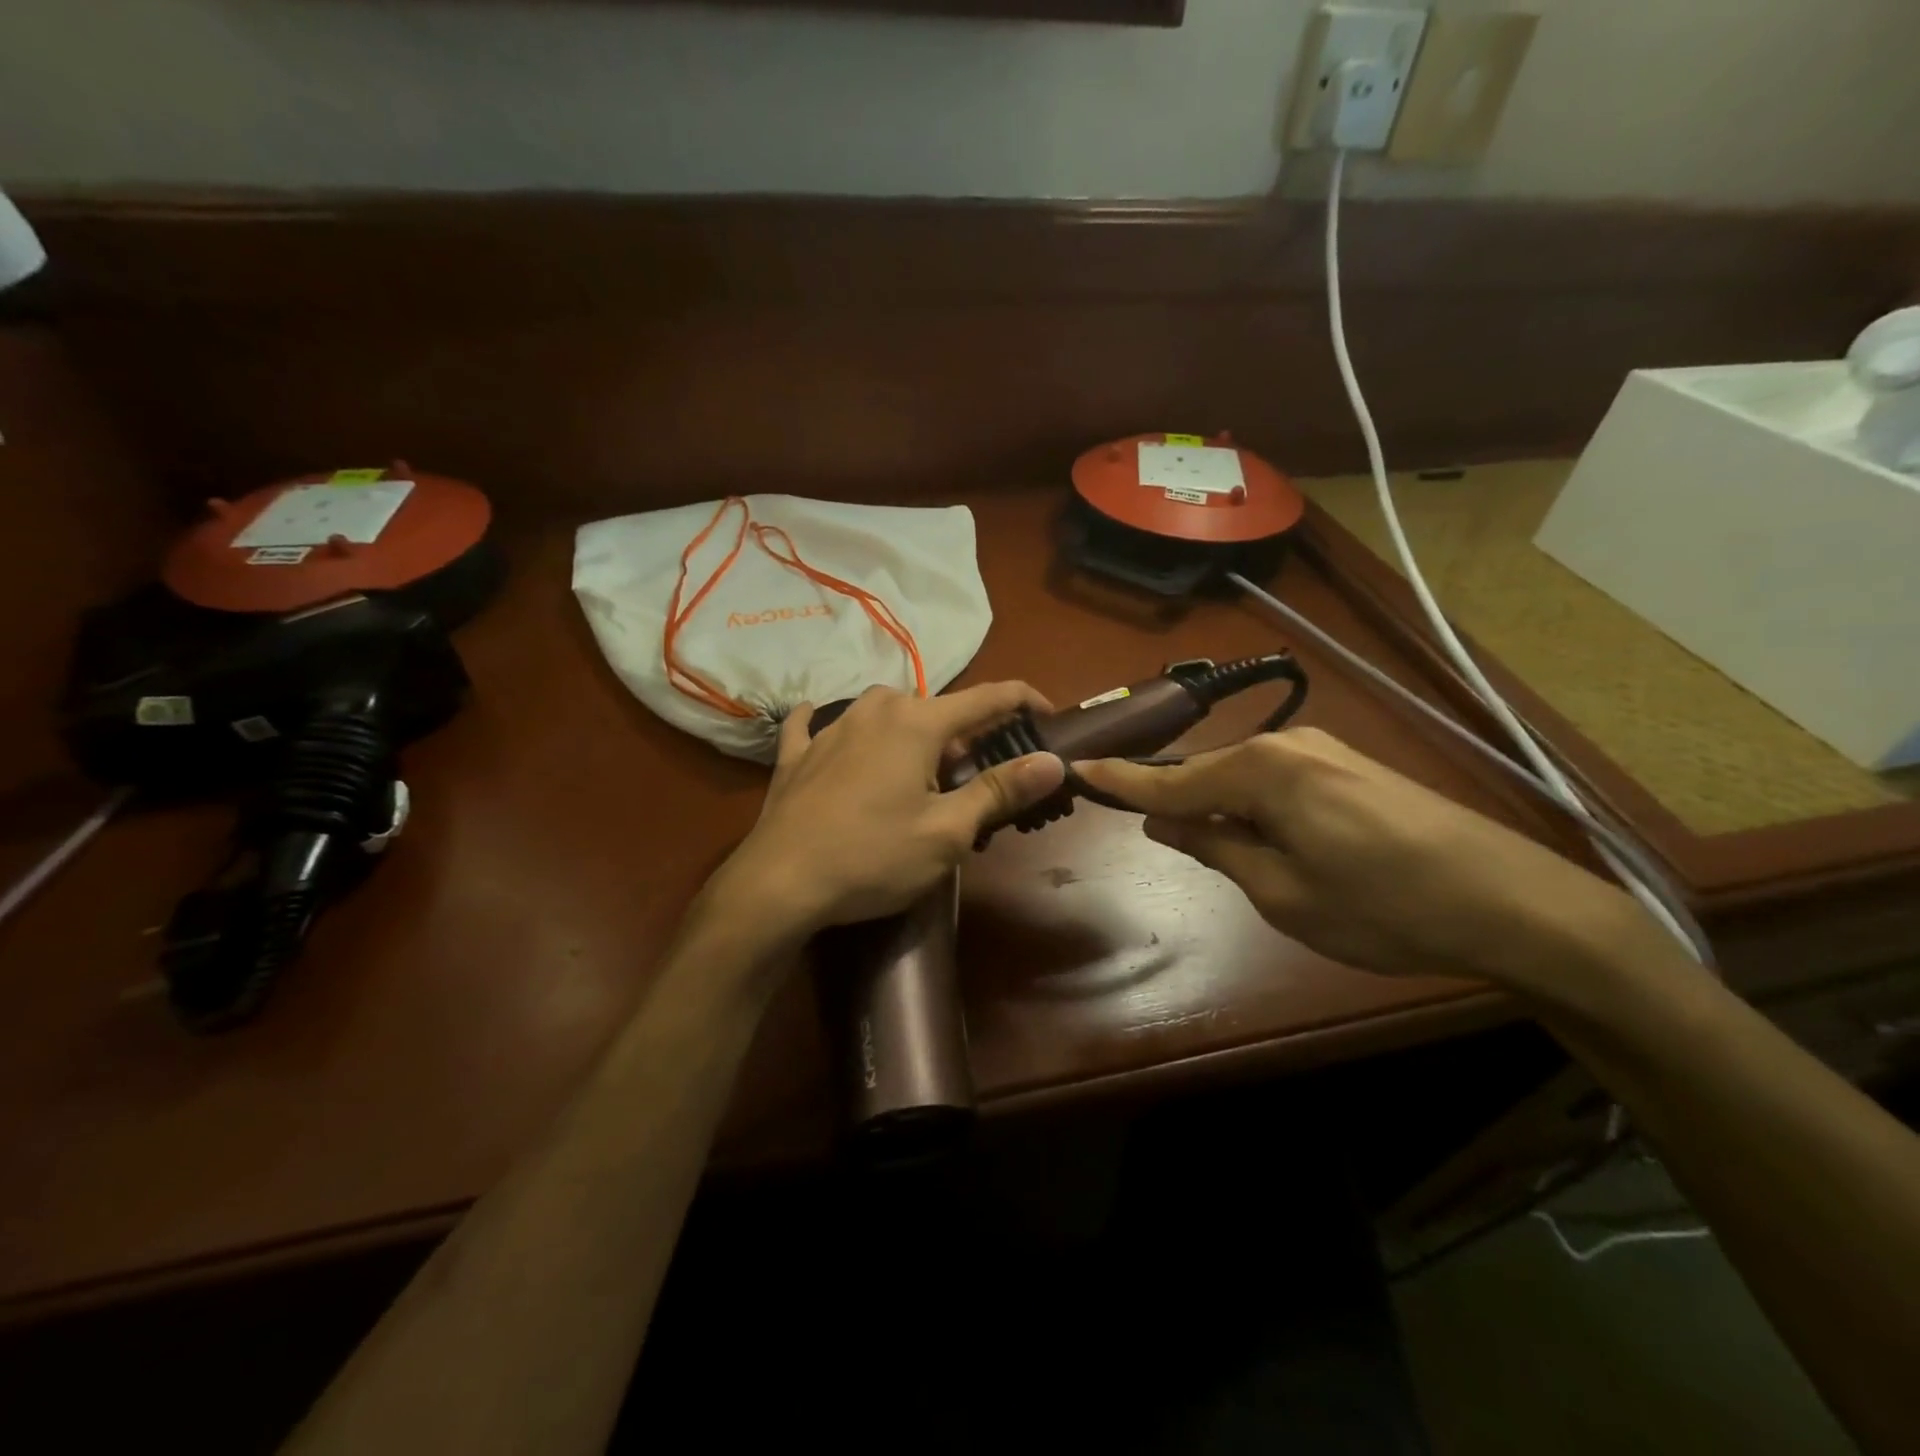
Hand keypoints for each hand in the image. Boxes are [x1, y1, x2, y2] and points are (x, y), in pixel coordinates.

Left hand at [708, 683, 1065, 941]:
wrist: (778, 883)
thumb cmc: (873, 858)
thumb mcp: (947, 832)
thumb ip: (1001, 790)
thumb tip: (1052, 760)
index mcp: (918, 723)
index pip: (988, 698)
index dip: (1024, 702)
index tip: (1049, 716)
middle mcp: (875, 710)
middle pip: (936, 710)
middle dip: (964, 737)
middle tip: (975, 781)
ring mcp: (829, 728)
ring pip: (884, 714)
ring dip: (910, 734)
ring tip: (916, 773)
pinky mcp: (795, 754)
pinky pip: (817, 724)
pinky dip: (834, 726)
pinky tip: (824, 728)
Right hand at [1074, 728, 1658, 989]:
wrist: (1516, 903)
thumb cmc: (1383, 907)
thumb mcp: (1281, 892)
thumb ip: (1215, 846)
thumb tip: (1163, 823)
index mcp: (1261, 770)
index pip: (1169, 780)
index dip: (1120, 781)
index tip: (1077, 769)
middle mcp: (1286, 744)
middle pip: (1206, 773)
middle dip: (1174, 802)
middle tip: (1148, 833)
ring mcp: (1323, 750)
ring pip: (1242, 777)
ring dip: (1218, 808)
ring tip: (1213, 849)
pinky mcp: (1350, 766)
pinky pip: (1277, 781)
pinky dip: (1254, 806)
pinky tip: (1264, 838)